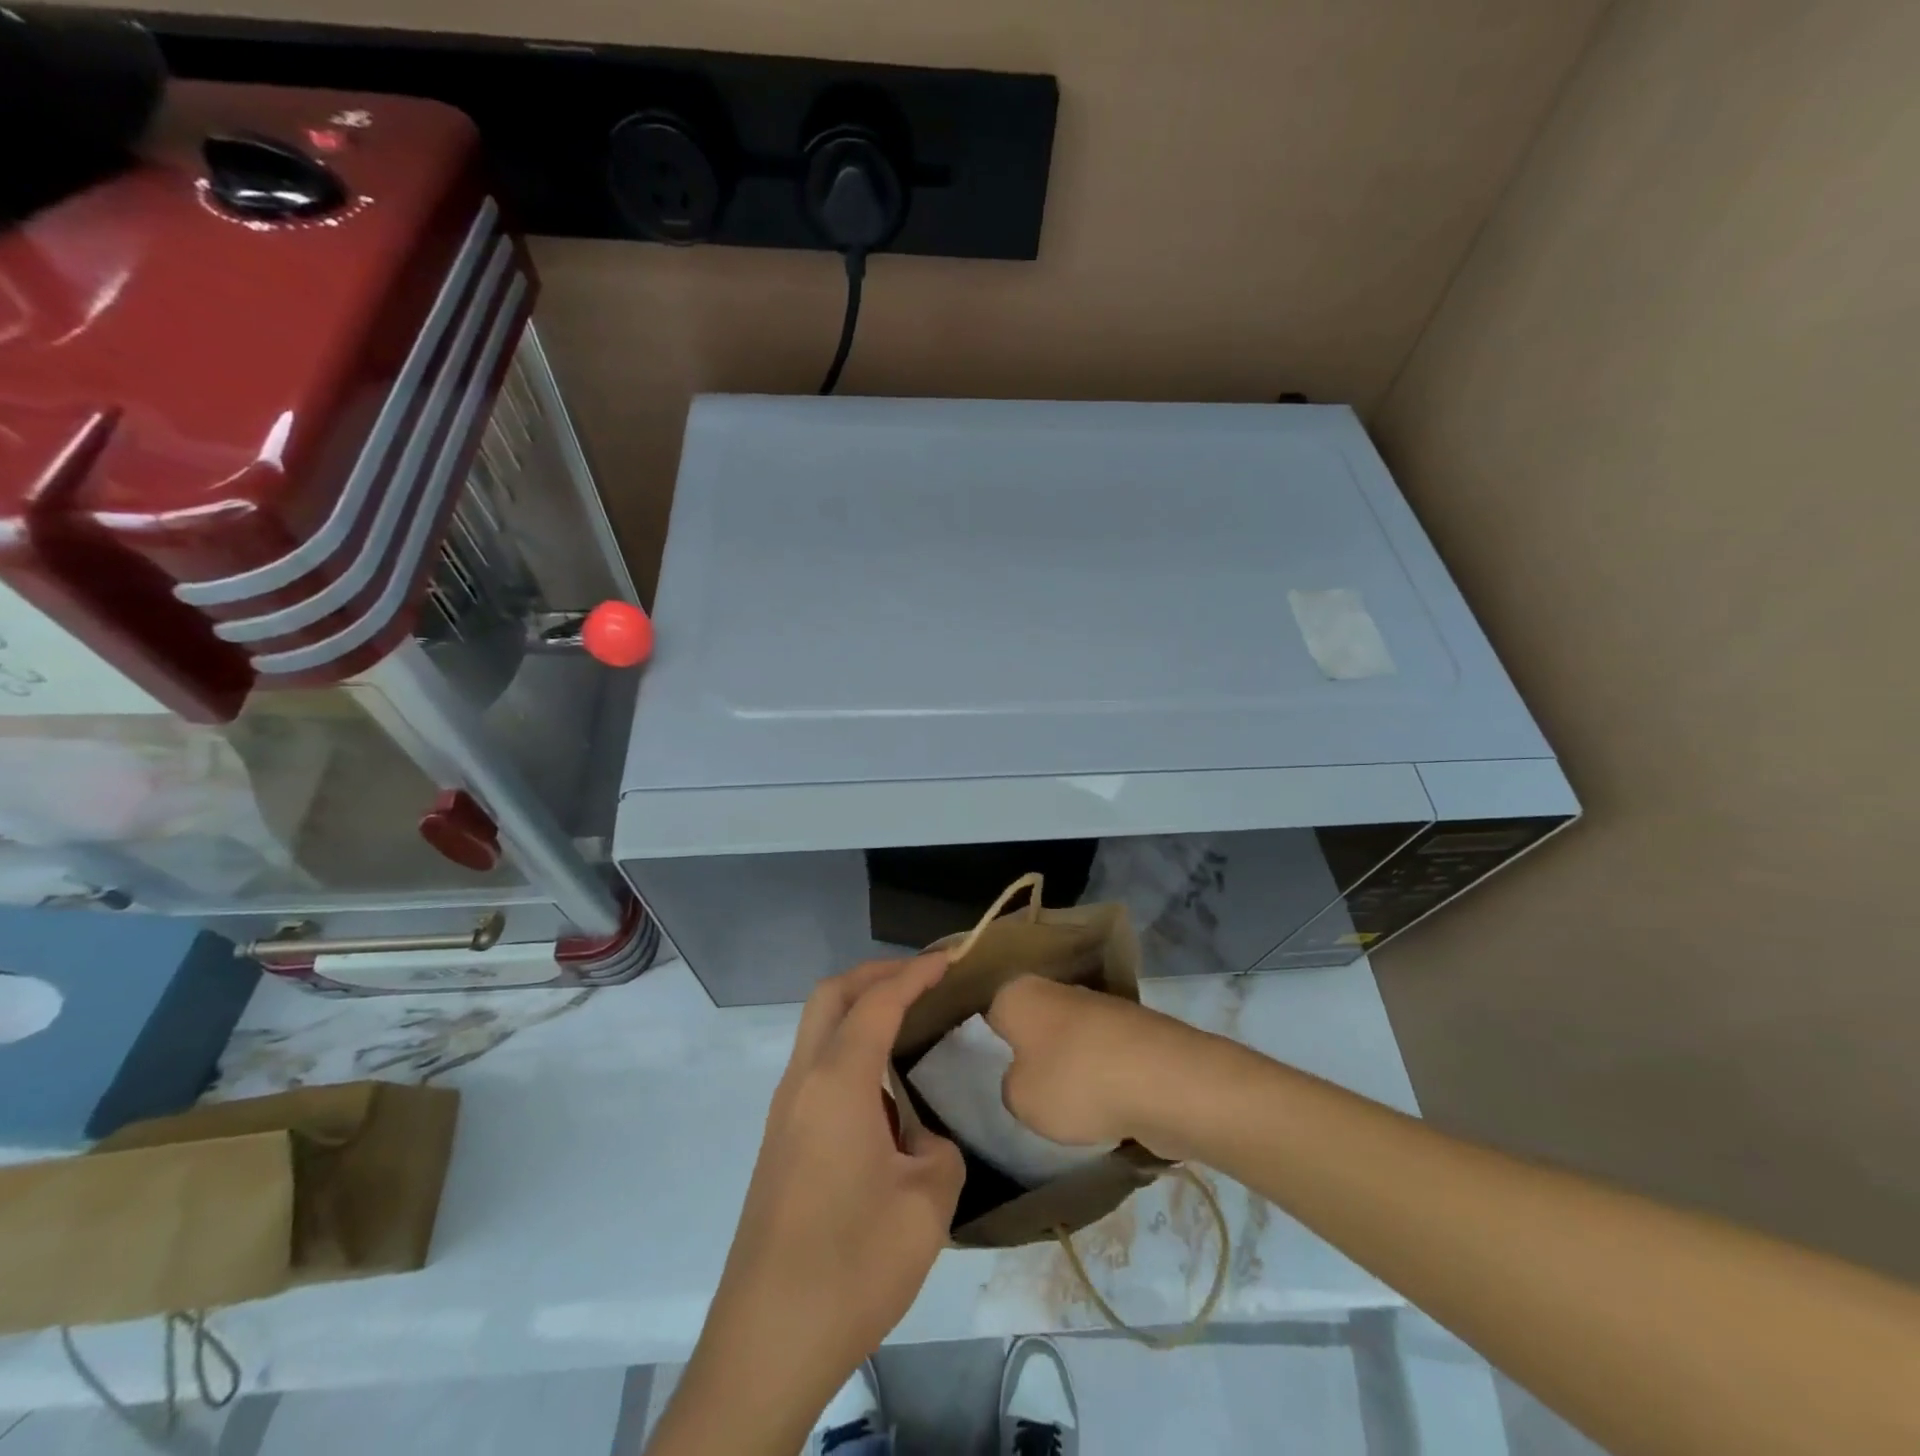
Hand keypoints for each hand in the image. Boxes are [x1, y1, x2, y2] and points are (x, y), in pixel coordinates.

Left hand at [694, 955, 964, 1427]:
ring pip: (818, 1029)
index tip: (951, 958)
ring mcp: (784, 1112)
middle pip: (831, 996)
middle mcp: (802, 1082)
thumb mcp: (926, 1205)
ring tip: (910, 1024)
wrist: (766, 1343)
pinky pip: (816, 1067)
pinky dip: (850, 1049)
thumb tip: (919, 1140)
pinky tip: (884, 1088)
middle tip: (923, 979)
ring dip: (860, 1010)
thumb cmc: (851, 1266)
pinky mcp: (780, 1141)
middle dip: (877, 974)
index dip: (916, 973)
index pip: (878, 1002)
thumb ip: (938, 1151)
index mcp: (837, 1083)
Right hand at [987, 976, 1218, 1155]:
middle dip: (1027, 1050)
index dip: (981, 1039)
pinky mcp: (1133, 1030)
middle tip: (1017, 1089)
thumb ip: (1011, 1085)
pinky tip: (1100, 1106)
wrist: (1166, 1081)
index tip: (977, 1066)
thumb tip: (1026, 1077)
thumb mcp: (1019, 1099)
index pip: (987, 1009)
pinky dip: (1099, 1076)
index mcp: (1019, 992)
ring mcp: (1099, 1006)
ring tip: (1061, 1106)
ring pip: (1067, 1038)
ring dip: (1065, 1065)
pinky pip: (1101, 1055)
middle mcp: (1057, 988)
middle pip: (1031, 1021)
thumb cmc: (1076, 1082)